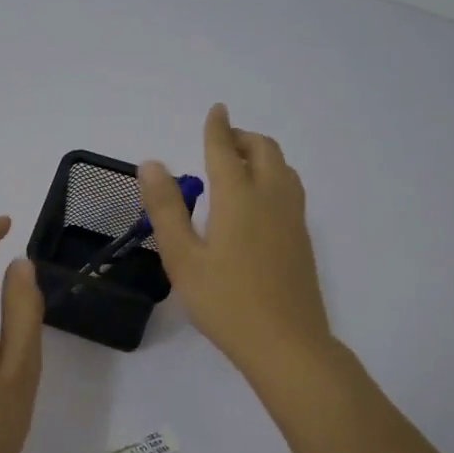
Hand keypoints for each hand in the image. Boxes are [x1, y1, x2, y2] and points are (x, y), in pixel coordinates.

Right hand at [138, 105, 333, 375]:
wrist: (285, 342)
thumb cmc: (225, 301)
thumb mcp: (182, 257)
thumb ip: (166, 208)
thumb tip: (151, 164)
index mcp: (238, 197)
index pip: (225, 149)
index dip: (217, 128)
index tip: (215, 109)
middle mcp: (271, 198)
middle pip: (264, 150)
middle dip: (242, 137)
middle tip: (221, 141)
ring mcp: (292, 218)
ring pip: (283, 168)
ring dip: (262, 154)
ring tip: (239, 165)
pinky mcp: (302, 238)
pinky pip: (290, 188)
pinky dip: (273, 175)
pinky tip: (258, 200)